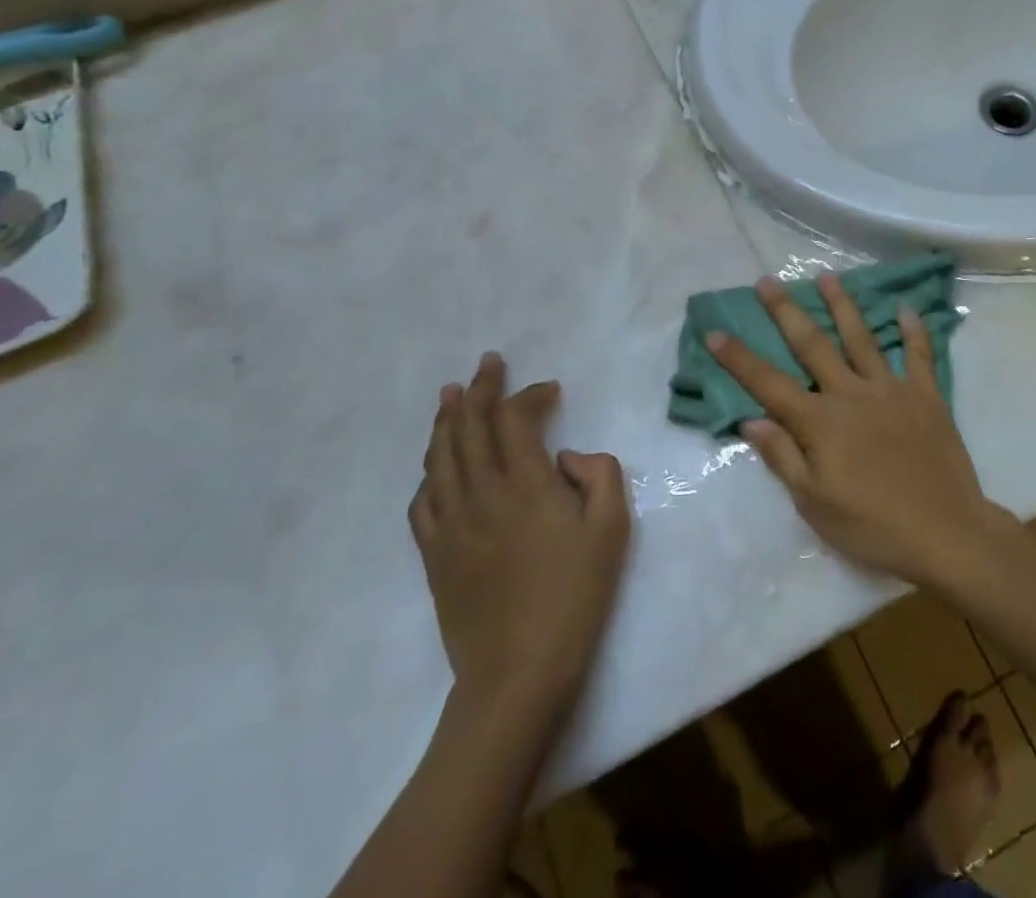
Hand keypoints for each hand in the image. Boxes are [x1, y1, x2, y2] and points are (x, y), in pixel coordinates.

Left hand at [410, 353, 629, 712]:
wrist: (517, 672)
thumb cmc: (574, 596)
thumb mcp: (612, 530)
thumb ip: (600, 475)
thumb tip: (568, 456)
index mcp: (526, 484)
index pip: (515, 419)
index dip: (529, 395)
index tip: (549, 390)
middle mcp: (482, 493)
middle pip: (471, 426)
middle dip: (479, 390)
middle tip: (487, 364)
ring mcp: (451, 524)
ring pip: (441, 456)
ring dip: (447, 420)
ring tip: (450, 394)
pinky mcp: (434, 554)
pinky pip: (423, 500)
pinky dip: (429, 471)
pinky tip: (435, 464)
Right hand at [707, 276, 1003, 587]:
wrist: (945, 532)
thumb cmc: (872, 525)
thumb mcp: (814, 503)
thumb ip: (782, 457)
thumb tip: (751, 420)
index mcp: (820, 422)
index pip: (769, 384)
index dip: (739, 359)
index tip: (716, 332)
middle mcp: (851, 394)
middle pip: (812, 345)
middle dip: (786, 311)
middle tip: (767, 281)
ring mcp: (891, 390)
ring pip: (861, 338)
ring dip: (842, 305)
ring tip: (827, 276)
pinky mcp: (926, 396)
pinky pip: (919, 355)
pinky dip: (913, 331)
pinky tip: (906, 308)